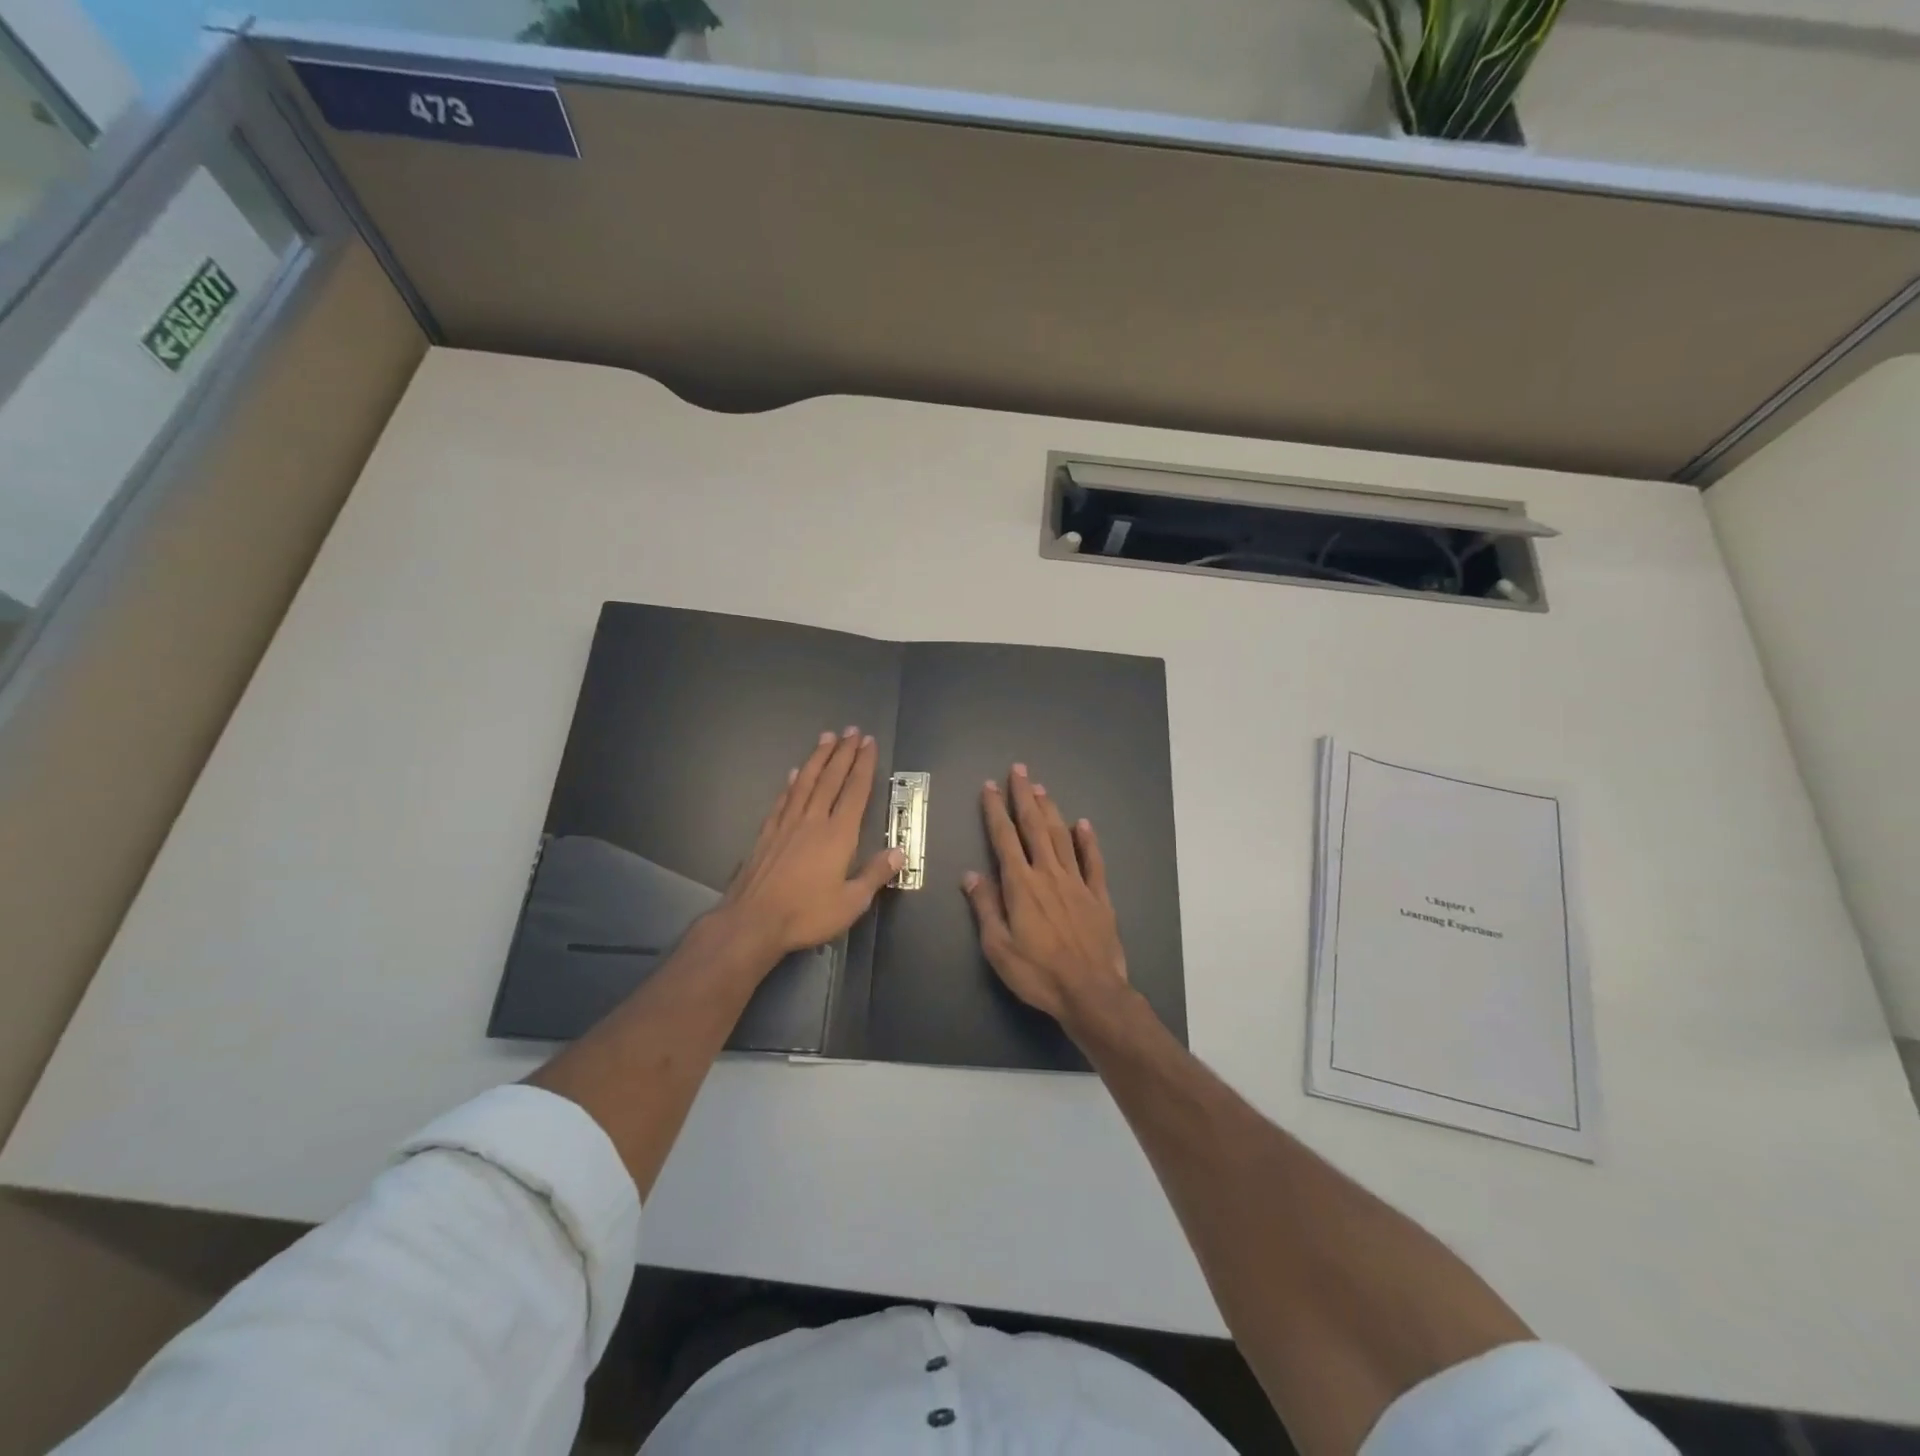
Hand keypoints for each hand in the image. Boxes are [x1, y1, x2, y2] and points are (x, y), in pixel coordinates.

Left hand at [716, 727, 901, 961]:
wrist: (752, 921)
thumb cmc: (806, 914)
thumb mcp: (851, 902)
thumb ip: (875, 874)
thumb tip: (899, 852)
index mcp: (838, 834)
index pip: (855, 791)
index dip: (863, 765)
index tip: (868, 743)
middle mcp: (813, 820)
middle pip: (831, 778)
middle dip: (843, 752)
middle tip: (851, 730)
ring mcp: (787, 824)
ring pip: (806, 782)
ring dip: (818, 758)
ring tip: (826, 737)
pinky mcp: (767, 833)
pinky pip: (783, 799)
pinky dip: (792, 783)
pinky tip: (795, 773)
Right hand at [962, 763, 1129, 1025]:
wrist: (1090, 992)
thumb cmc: (1038, 973)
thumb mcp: (998, 947)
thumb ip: (986, 907)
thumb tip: (971, 874)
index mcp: (1021, 885)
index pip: (1004, 839)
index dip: (995, 811)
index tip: (989, 787)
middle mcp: (1049, 874)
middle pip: (1034, 827)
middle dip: (1023, 796)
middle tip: (1018, 770)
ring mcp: (1077, 883)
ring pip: (1062, 837)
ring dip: (1050, 810)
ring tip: (1041, 788)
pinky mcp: (1099, 896)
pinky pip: (1093, 861)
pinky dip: (1088, 841)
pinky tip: (1083, 824)